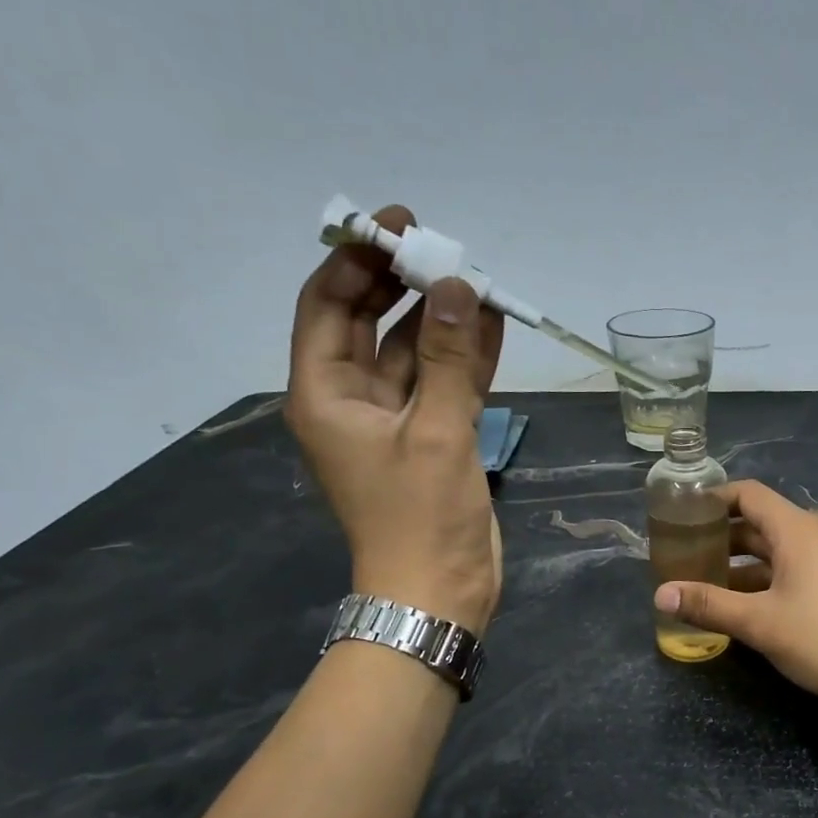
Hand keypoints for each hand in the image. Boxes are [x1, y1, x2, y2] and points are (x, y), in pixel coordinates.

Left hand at [285, 204, 504, 632]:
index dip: (359, 260)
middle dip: (403, 284)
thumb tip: (457, 286)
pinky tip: (492, 326)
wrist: (440, 592)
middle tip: (444, 247)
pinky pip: (443, 384)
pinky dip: (464, 358)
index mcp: (326, 393)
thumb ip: (448, 359)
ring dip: (442, 320)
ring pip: (413, 353)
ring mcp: (394, 420)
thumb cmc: (423, 518)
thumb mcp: (437, 433)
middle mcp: (352, 399)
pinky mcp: (430, 439)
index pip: (329, 305)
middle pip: (369, 323)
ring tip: (477, 279)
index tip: (399, 225)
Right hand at [653, 481, 817, 725]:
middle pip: (761, 522)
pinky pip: (797, 567)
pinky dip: (768, 577)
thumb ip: (709, 605)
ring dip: (744, 562)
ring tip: (708, 582)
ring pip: (779, 549)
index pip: (748, 494)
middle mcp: (817, 534)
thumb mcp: (760, 623)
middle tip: (686, 554)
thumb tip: (659, 594)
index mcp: (797, 530)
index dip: (714, 499)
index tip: (684, 514)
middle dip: (723, 536)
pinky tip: (748, 603)